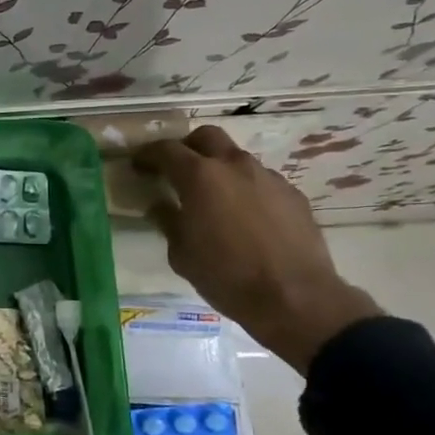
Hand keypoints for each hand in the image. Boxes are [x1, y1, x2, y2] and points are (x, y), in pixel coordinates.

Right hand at [132, 127, 382, 372]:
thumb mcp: (181, 253)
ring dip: (220, 170)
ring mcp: (268, 178)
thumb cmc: (226, 276)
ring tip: (214, 199)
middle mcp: (234, 166)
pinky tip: (245, 217)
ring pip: (237, 159)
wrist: (295, 298)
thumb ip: (168, 221)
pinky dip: (245, 189)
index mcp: (199, 177)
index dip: (148, 155)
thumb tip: (160, 205)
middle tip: (177, 171)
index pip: (166, 150)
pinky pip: (261, 181)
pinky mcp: (293, 195)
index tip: (139, 166)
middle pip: (207, 137)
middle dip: (188, 147)